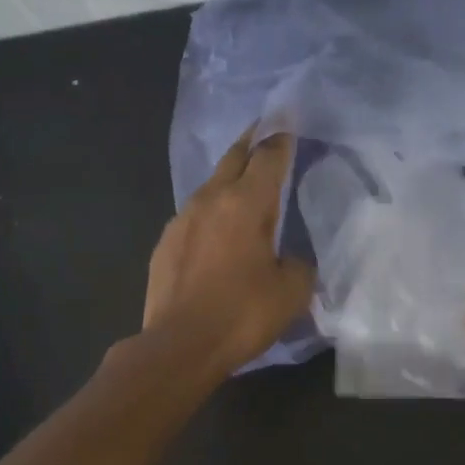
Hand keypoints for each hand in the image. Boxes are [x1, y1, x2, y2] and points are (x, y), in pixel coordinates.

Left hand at [144, 127, 313, 372]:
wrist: (179, 346)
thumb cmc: (242, 314)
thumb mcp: (292, 292)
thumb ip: (299, 265)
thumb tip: (290, 259)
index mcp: (247, 204)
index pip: (269, 157)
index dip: (282, 137)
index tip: (288, 119)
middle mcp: (211, 200)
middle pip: (234, 157)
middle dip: (252, 141)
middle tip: (266, 130)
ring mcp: (182, 220)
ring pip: (211, 185)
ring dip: (230, 178)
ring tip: (245, 182)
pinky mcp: (165, 243)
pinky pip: (194, 215)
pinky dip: (211, 211)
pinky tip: (218, 229)